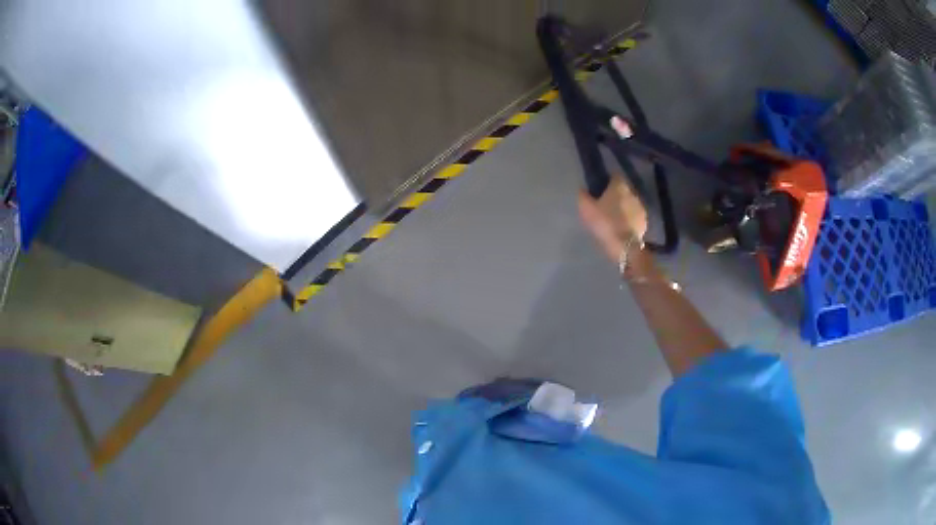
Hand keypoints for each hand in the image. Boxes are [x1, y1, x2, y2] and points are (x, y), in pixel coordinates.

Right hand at [578, 176, 647, 262]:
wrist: (624, 246)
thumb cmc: (605, 223)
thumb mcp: (586, 209)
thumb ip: (583, 196)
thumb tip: (583, 189)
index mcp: (619, 187)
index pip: (615, 176)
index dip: (608, 181)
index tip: (601, 188)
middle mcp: (633, 193)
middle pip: (623, 190)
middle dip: (617, 195)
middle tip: (607, 204)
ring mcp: (641, 208)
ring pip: (630, 203)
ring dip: (624, 207)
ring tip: (615, 217)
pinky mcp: (644, 222)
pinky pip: (635, 216)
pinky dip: (630, 218)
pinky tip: (623, 227)